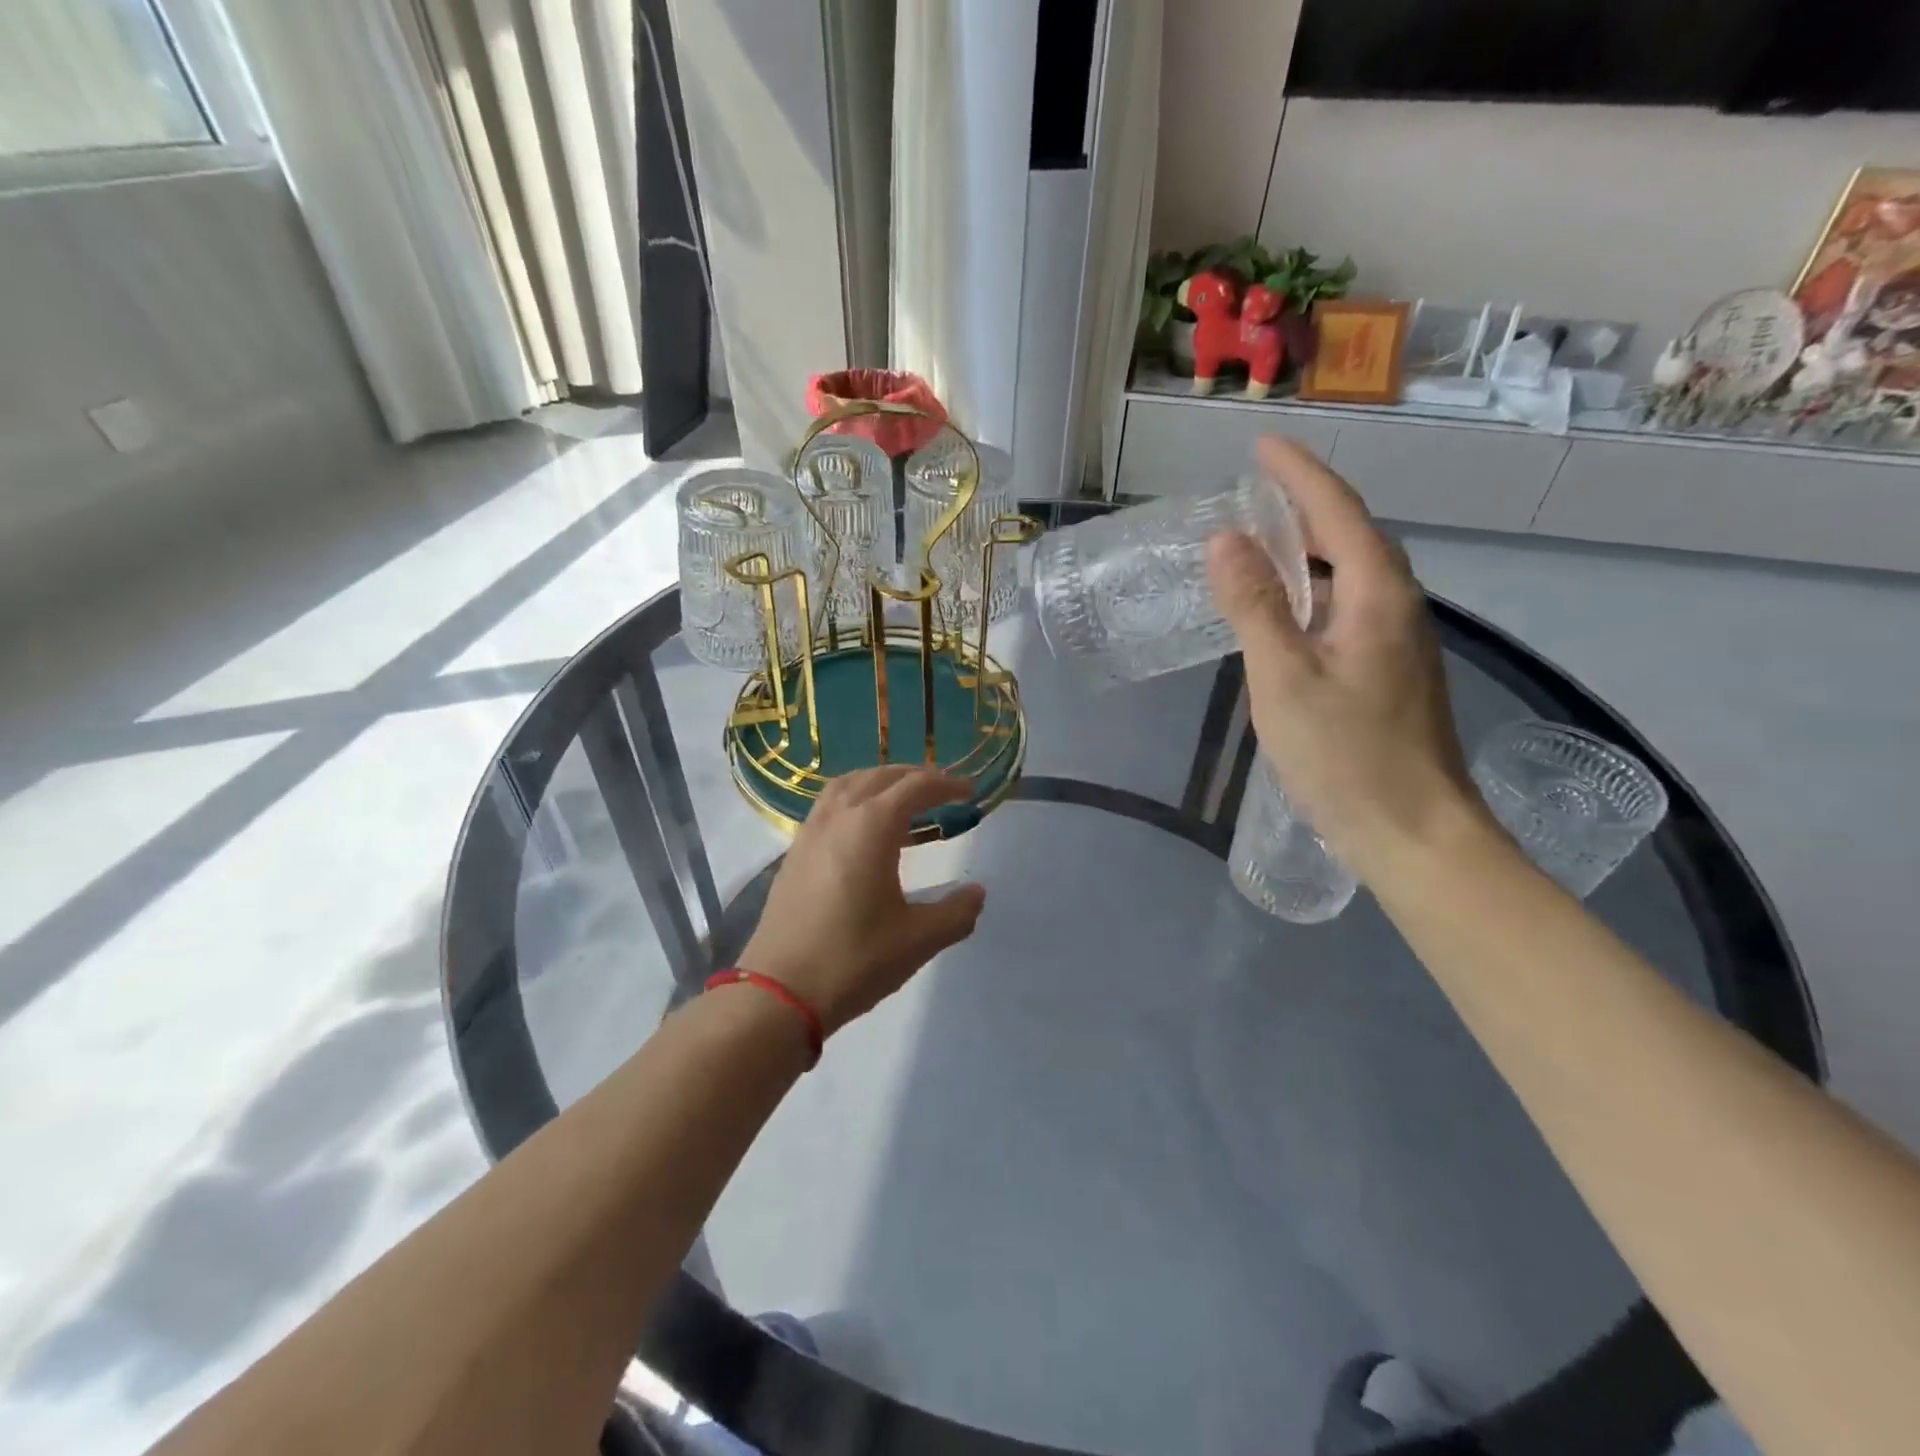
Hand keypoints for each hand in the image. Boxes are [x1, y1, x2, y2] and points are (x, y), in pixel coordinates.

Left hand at [739, 766, 986, 1034]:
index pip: (915, 787)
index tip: (970, 792)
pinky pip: (828, 805)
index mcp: (872, 826)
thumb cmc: (854, 959)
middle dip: (914, 776)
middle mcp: (839, 817)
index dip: (946, 784)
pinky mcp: (794, 853)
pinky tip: (863, 828)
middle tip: (942, 789)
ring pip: (848, 785)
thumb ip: (955, 913)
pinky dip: (854, 798)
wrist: (779, 991)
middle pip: (880, 777)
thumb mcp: (918, 940)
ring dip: (879, 781)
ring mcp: (810, 832)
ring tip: (902, 797)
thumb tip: (977, 893)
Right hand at [1206, 436, 1485, 879]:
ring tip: (1264, 540)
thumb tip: (1226, 540)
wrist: (1415, 832)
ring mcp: (1400, 641)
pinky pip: (1350, 606)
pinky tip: (1288, 610)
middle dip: (1305, 503)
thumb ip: (1254, 607)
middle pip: (1352, 535)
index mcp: (1377, 596)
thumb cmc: (1346, 756)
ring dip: (1310, 547)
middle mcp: (1398, 606)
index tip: (1261, 446)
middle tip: (1255, 491)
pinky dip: (1315, 589)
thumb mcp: (1284, 679)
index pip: (1336, 512)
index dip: (1298, 474)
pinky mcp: (1391, 671)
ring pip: (1353, 573)